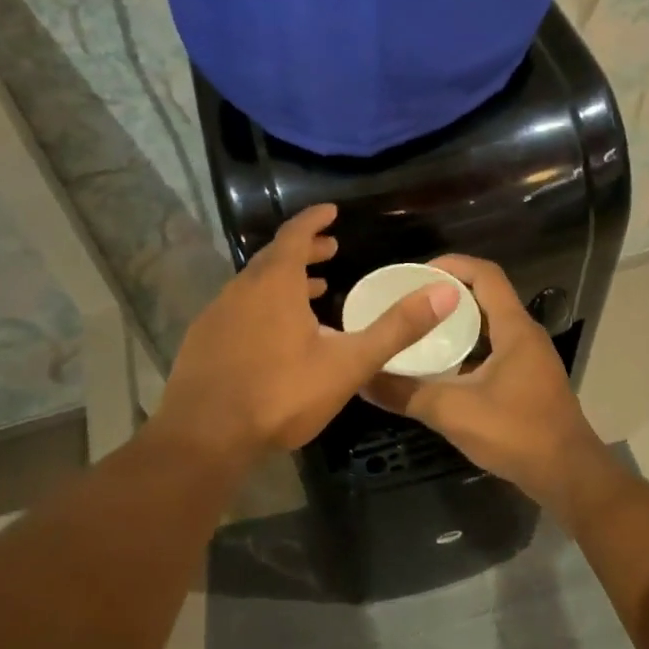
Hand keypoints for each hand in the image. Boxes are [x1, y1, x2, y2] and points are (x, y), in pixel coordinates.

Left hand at [150, 205, 458, 466]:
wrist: (204, 437)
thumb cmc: (281, 394)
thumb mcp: (348, 363)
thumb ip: (396, 328)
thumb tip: (446, 291)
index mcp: (275, 283)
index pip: (295, 234)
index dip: (314, 220)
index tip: (330, 211)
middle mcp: (242, 288)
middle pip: (274, 257)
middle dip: (303, 250)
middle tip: (329, 251)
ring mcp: (217, 314)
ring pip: (255, 284)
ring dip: (283, 280)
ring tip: (311, 291)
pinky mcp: (202, 340)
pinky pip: (239, 308)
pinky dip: (262, 305)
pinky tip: (273, 334)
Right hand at [362, 254, 604, 504]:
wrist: (569, 477)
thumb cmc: (516, 433)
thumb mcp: (453, 412)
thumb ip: (406, 394)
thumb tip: (363, 379)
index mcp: (514, 328)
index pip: (485, 275)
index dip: (452, 265)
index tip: (417, 273)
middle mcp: (525, 335)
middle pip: (486, 297)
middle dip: (448, 294)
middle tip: (410, 302)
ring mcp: (530, 359)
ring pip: (490, 326)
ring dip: (458, 323)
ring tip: (419, 330)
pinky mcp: (529, 381)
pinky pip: (495, 349)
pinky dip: (468, 349)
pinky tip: (442, 369)